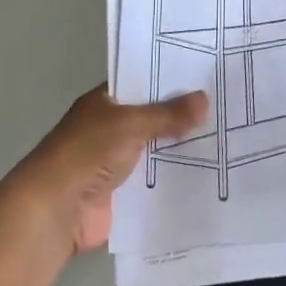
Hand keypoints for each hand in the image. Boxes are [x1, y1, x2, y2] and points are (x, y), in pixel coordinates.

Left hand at [10, 86, 209, 254]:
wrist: (56, 211)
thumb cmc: (87, 154)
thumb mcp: (130, 124)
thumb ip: (168, 113)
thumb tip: (205, 98)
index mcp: (104, 103)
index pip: (142, 82)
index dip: (171, 78)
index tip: (208, 74)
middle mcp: (110, 128)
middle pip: (153, 117)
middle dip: (184, 115)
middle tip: (228, 106)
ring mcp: (117, 162)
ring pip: (158, 149)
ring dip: (184, 147)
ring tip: (229, 137)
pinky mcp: (125, 192)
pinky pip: (158, 180)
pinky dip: (177, 178)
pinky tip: (212, 171)